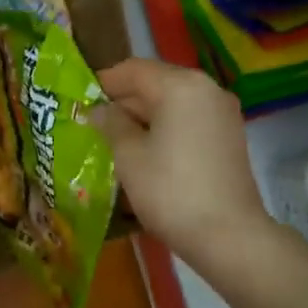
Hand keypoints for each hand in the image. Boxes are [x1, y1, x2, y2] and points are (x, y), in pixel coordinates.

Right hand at [90, 59, 272, 270]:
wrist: (229, 236)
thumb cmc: (170, 191)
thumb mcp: (128, 155)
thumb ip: (110, 124)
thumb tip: (99, 110)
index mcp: (180, 86)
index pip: (132, 70)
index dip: (102, 83)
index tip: (79, 101)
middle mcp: (206, 89)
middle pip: (155, 82)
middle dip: (123, 101)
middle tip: (93, 124)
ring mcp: (222, 113)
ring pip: (172, 102)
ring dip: (143, 116)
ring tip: (115, 140)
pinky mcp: (229, 136)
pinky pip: (188, 119)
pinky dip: (165, 127)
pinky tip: (145, 152)